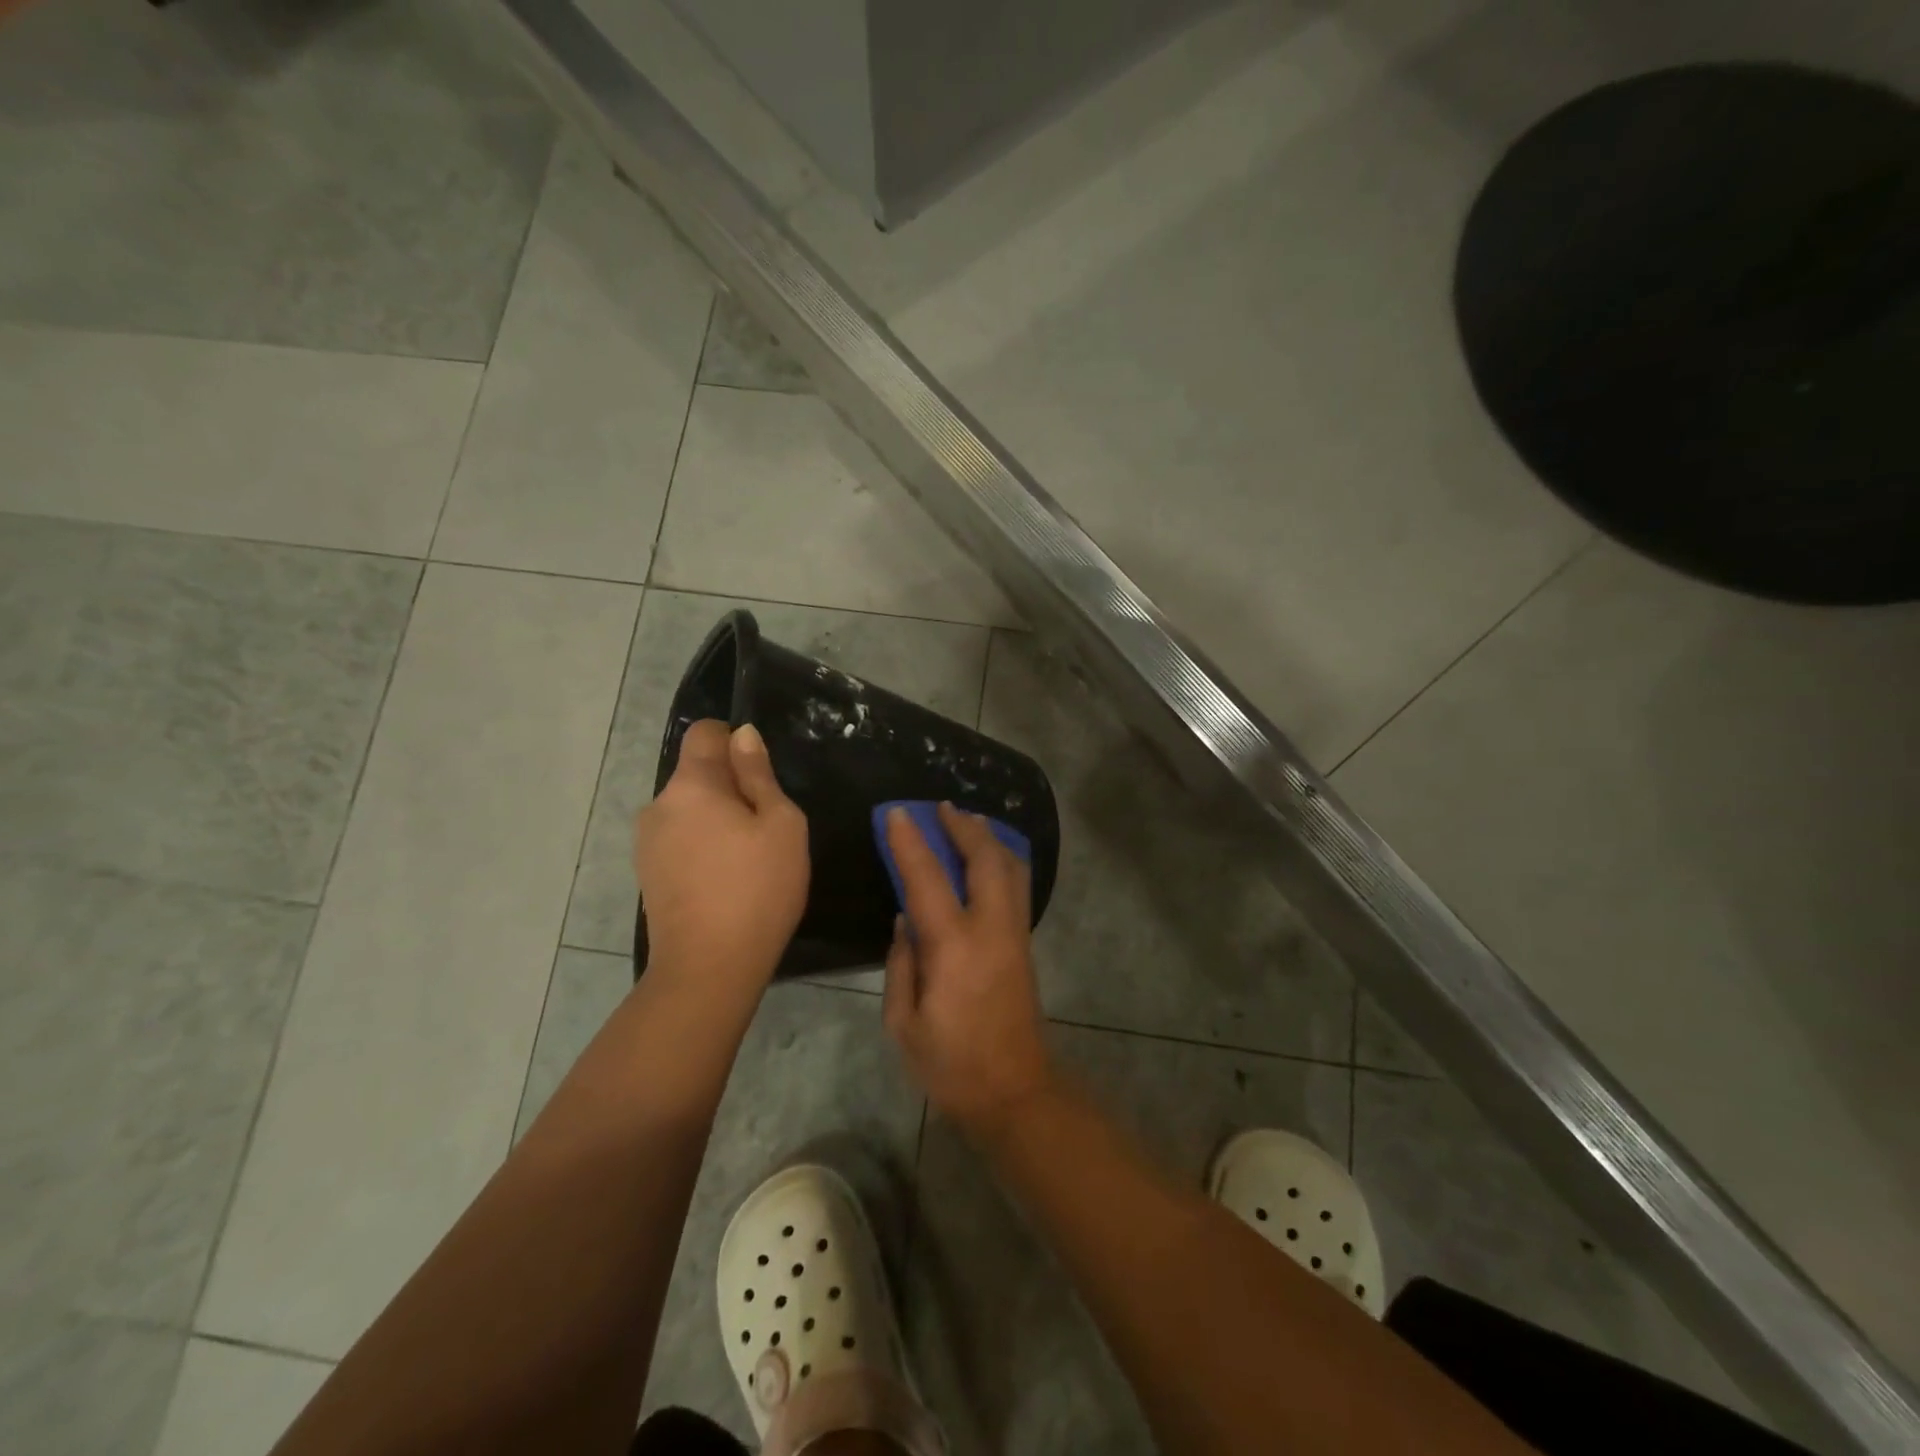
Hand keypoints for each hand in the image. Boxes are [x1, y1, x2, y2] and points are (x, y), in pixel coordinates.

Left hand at [634, 720, 808, 991]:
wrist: (709, 968)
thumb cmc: (757, 888)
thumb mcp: (780, 825)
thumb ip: (759, 775)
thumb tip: (742, 736)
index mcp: (691, 785)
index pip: (704, 733)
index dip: (734, 741)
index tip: (761, 773)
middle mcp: (659, 805)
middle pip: (697, 775)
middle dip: (730, 788)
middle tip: (766, 826)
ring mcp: (647, 843)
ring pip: (690, 811)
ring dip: (717, 819)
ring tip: (748, 858)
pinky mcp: (648, 875)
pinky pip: (680, 840)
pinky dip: (703, 846)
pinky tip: (726, 880)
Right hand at [882, 803, 1053, 1137]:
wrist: (1014, 1092)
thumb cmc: (950, 1064)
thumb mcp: (904, 1023)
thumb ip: (902, 964)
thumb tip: (906, 920)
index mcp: (954, 947)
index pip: (928, 878)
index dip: (910, 841)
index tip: (897, 812)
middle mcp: (991, 929)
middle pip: (985, 859)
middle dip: (964, 826)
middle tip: (943, 806)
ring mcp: (1015, 934)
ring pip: (1011, 868)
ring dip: (990, 838)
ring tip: (970, 821)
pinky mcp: (1025, 944)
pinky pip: (1017, 886)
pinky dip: (1002, 860)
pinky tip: (990, 857)